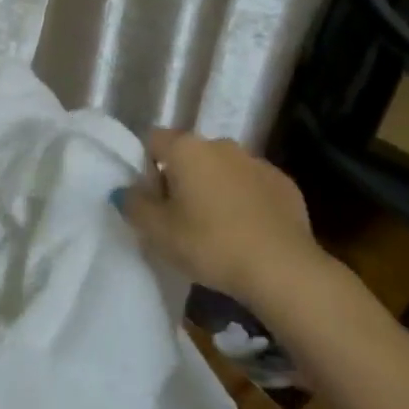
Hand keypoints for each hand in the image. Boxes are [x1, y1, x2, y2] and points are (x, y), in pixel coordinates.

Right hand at [116, 130, 325, 305]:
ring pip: (222, 169)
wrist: (282, 268)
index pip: (153, 140)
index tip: (152, 200)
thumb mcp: (158, 232)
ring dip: (214, 188)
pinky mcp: (284, 183)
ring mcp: (257, 161)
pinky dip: (244, 200)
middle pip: (189, 154)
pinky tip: (246, 231)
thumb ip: (134, 205)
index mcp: (187, 149)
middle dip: (181, 178)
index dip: (145, 166)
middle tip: (179, 218)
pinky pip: (252, 185)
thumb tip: (125, 191)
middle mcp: (221, 144)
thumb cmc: (210, 244)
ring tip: (215, 228)